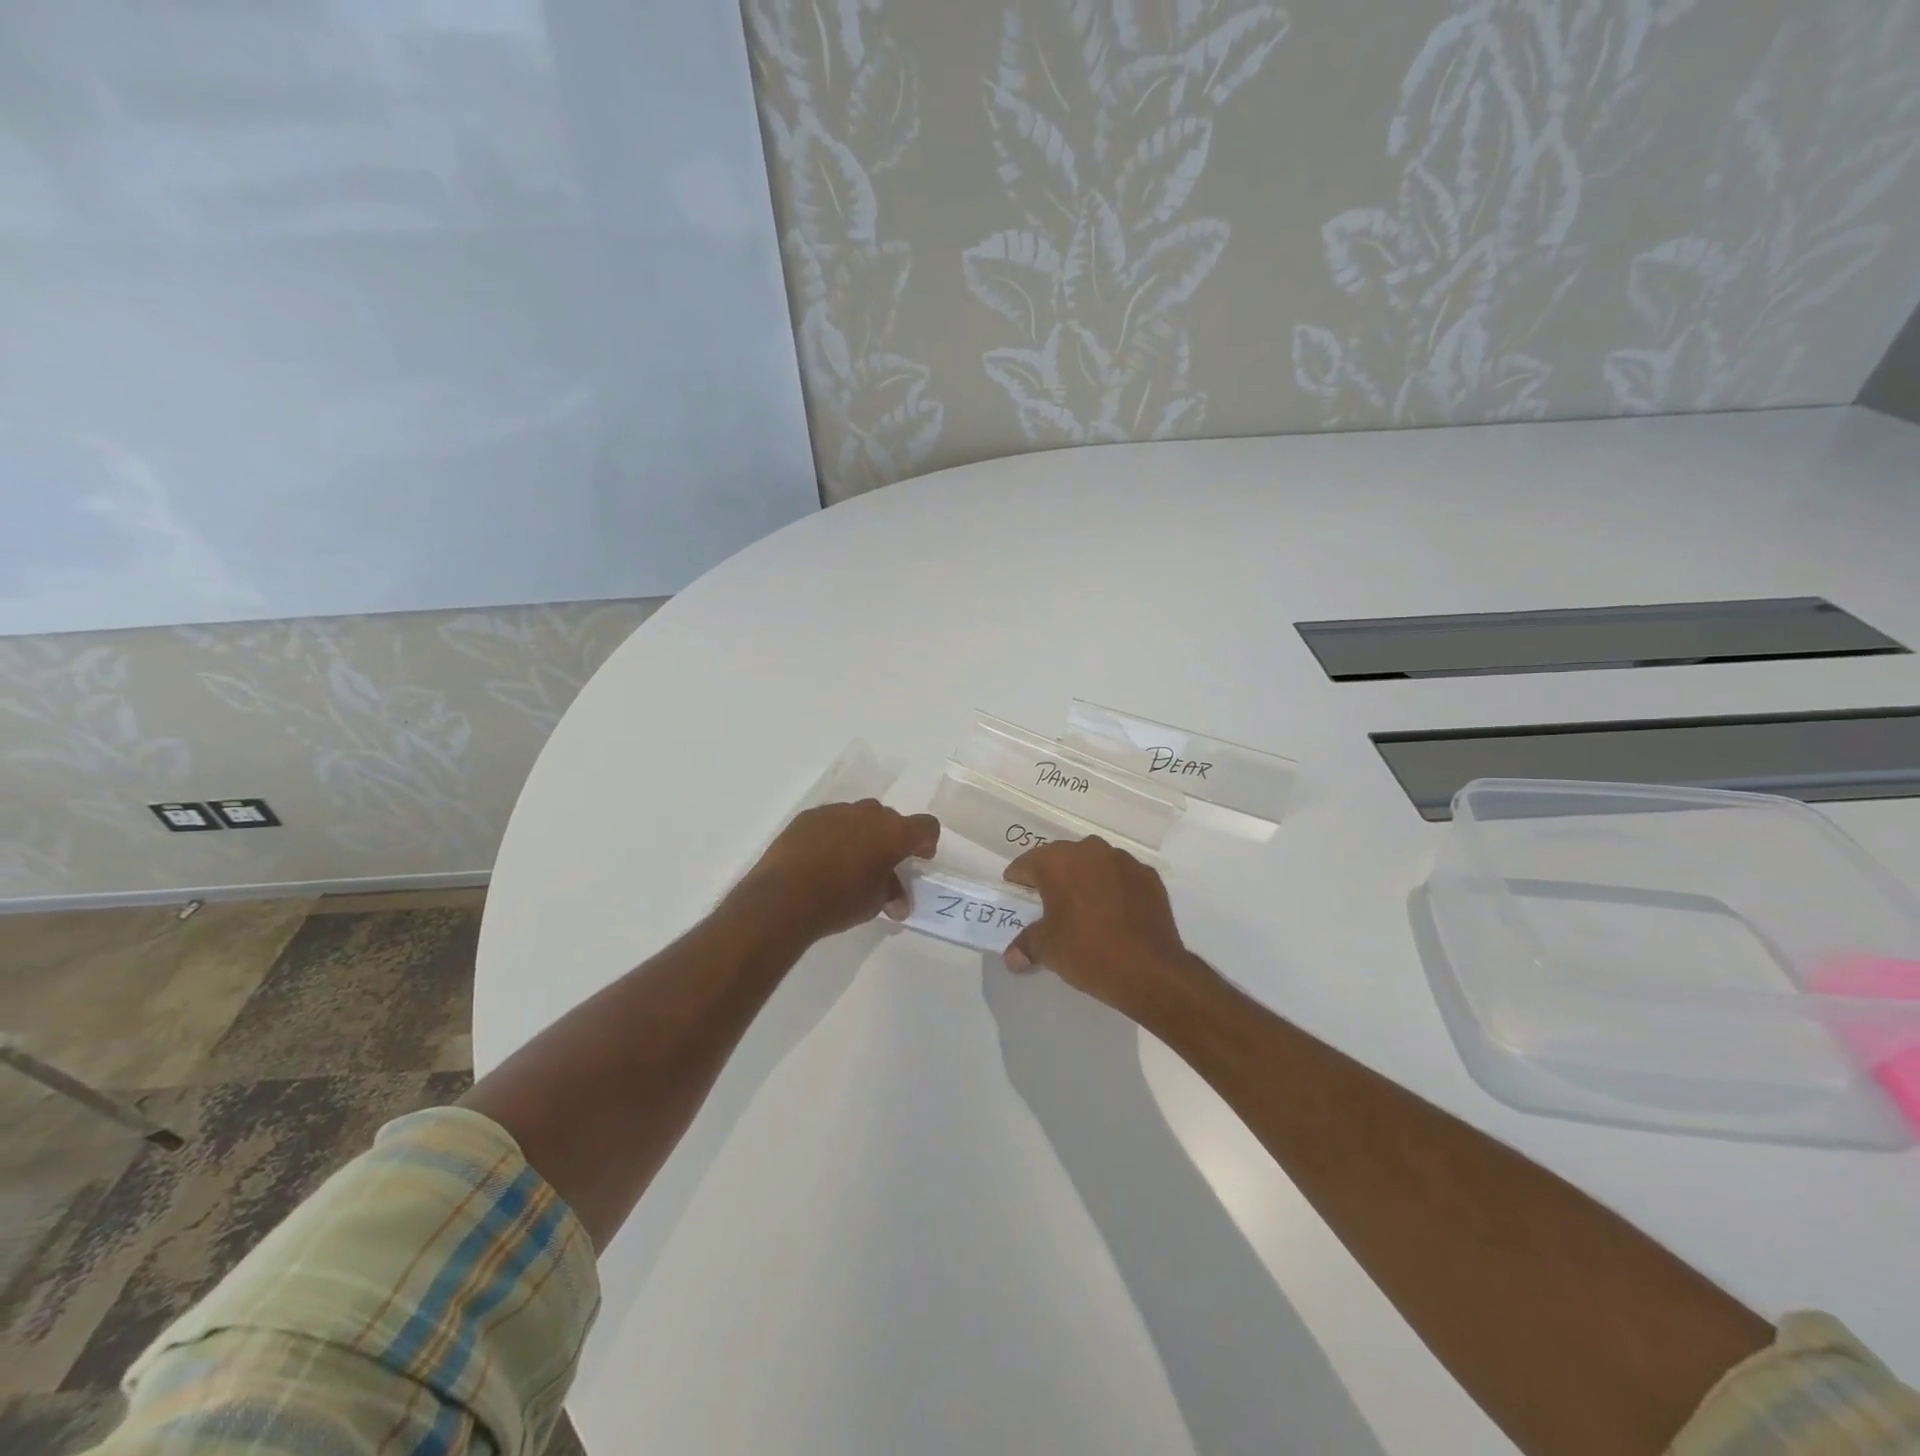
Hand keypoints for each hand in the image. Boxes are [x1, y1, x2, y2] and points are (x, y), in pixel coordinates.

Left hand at [733, 799, 939, 943]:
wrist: (783, 898)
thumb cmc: (840, 901)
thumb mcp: (874, 903)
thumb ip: (891, 893)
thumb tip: (898, 903)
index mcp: (894, 832)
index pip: (926, 826)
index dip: (926, 842)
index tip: (919, 859)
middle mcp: (869, 813)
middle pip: (891, 820)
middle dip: (890, 840)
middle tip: (882, 866)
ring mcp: (837, 811)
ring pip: (859, 818)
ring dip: (861, 835)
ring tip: (848, 863)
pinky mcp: (809, 816)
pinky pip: (832, 822)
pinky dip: (834, 835)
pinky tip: (821, 859)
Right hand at [1003, 836, 1215, 1020]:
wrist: (1150, 969)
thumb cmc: (1087, 951)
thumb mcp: (1047, 949)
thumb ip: (1026, 944)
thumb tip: (1012, 957)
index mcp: (1058, 861)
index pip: (1027, 863)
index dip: (1018, 879)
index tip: (1016, 892)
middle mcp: (1090, 850)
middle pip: (1062, 858)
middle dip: (1053, 876)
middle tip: (1047, 901)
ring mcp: (1124, 861)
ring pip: (1094, 863)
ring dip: (1085, 879)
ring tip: (1083, 906)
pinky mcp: (1149, 876)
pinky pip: (1121, 877)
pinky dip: (1113, 888)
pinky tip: (1114, 912)